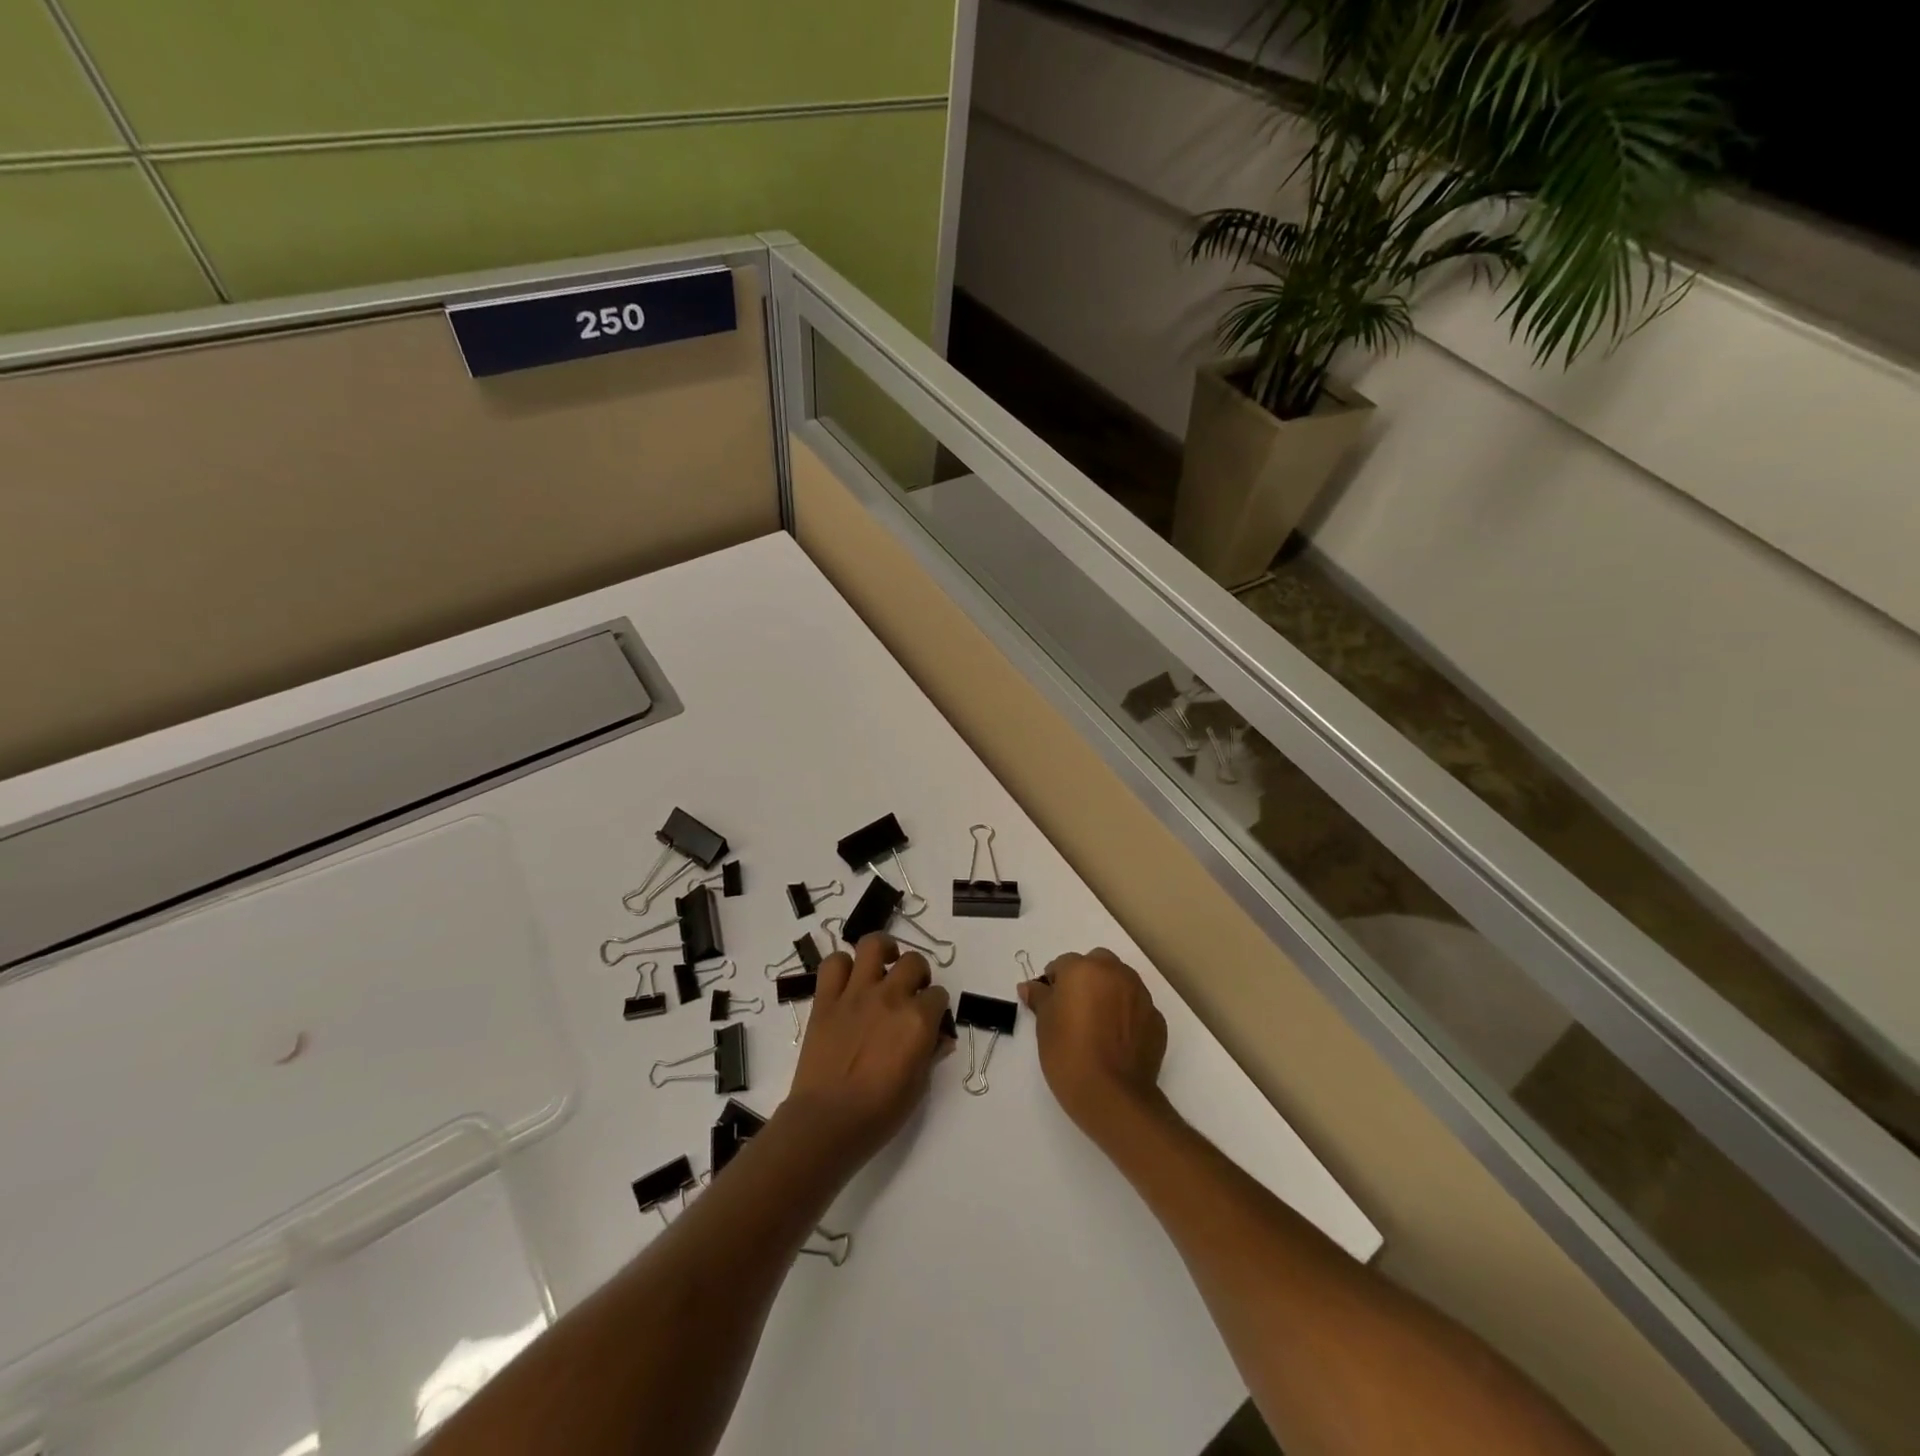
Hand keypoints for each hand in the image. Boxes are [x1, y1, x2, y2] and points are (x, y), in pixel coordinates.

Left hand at [786, 933, 950, 1167]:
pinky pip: (834, 964)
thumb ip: (931, 1053)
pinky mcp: (826, 999)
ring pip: (873, 945)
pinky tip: (848, 980)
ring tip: (884, 963)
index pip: (939, 995)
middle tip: (910, 991)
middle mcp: (891, 997)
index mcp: (918, 1020)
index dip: (936, 1006)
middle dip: (918, 974)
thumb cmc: (879, 1113)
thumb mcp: (918, 1086)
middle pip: (914, 962)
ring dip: (883, 950)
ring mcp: (856, 994)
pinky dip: (842, 966)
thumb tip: (941, 1038)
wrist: (827, 1122)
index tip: (930, 1019)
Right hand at [1020, 947, 1167, 1144]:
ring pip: (1120, 982)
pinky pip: (1136, 1008)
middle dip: (1085, 979)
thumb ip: (1040, 998)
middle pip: (1097, 964)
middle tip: (1074, 1009)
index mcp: (1085, 969)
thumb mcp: (1044, 1025)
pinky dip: (1127, 1015)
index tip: (1050, 1004)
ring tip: (1097, 1026)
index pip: (1063, 964)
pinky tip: (1116, 1041)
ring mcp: (1141, 995)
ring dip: (1108, 993)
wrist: (1112, 1095)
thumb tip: (1030, 986)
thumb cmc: (1068, 1054)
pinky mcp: (1157, 1020)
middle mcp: (1116, 973)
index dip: (1054, 983)